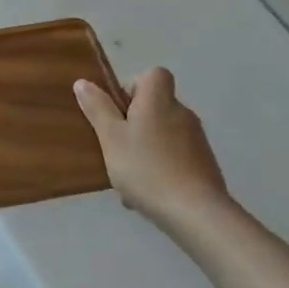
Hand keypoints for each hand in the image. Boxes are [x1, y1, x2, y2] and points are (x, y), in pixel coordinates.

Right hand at [74, 68, 235, 237]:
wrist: (195, 212)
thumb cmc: (146, 168)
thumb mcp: (111, 138)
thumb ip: (97, 109)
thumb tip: (83, 82)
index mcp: (159, 100)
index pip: (154, 74)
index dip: (134, 87)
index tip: (120, 111)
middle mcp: (182, 113)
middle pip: (156, 106)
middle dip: (135, 123)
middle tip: (116, 147)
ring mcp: (197, 140)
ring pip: (163, 134)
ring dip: (146, 148)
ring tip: (128, 178)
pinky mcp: (205, 165)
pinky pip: (175, 157)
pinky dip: (161, 168)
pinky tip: (147, 193)